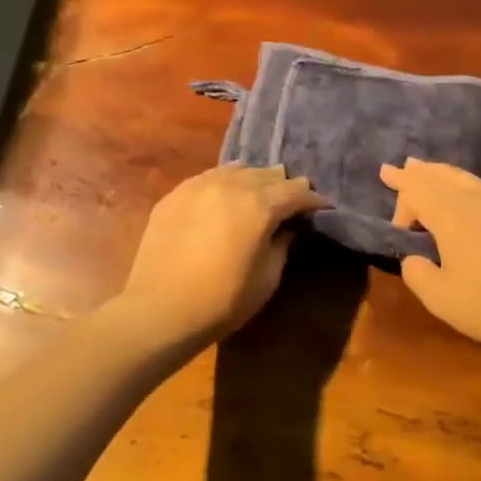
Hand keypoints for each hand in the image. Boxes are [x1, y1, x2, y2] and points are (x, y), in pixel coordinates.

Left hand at [116, 164, 327, 348]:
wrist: (159, 310)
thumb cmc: (222, 301)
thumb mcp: (267, 279)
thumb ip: (283, 245)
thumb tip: (288, 227)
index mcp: (260, 206)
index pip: (296, 191)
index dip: (313, 200)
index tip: (321, 208)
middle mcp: (232, 185)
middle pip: (268, 174)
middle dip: (284, 187)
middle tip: (291, 203)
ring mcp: (199, 185)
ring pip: (238, 170)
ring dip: (254, 181)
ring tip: (258, 196)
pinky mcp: (175, 194)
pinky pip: (209, 177)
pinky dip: (224, 183)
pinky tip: (224, 197)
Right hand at [379, 159, 480, 362]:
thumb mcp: (439, 298)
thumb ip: (417, 273)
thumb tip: (414, 258)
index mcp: (453, 215)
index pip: (418, 190)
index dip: (400, 196)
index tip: (395, 226)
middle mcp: (477, 201)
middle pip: (441, 176)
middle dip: (417, 173)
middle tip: (398, 167)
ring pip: (465, 178)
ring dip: (441, 173)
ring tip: (426, 169)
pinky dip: (462, 185)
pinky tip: (464, 196)